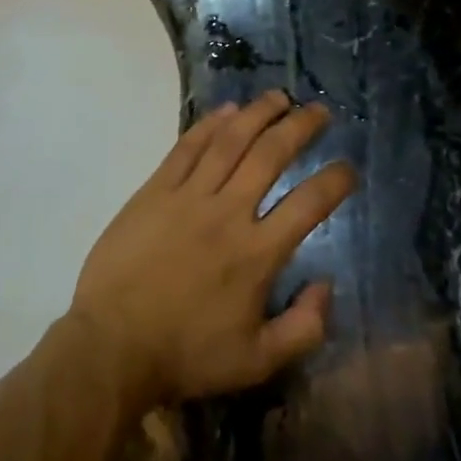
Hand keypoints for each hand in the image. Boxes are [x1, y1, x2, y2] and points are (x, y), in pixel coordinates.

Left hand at [68, 92, 355, 414]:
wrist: (113, 344)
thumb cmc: (186, 355)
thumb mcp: (258, 362)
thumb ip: (304, 328)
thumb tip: (326, 286)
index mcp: (258, 254)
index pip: (309, 204)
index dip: (336, 181)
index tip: (348, 168)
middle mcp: (228, 213)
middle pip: (271, 155)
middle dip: (300, 127)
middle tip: (319, 110)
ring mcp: (188, 196)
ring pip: (230, 141)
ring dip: (258, 114)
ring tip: (278, 98)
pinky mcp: (154, 190)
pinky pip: (186, 148)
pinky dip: (209, 125)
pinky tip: (227, 111)